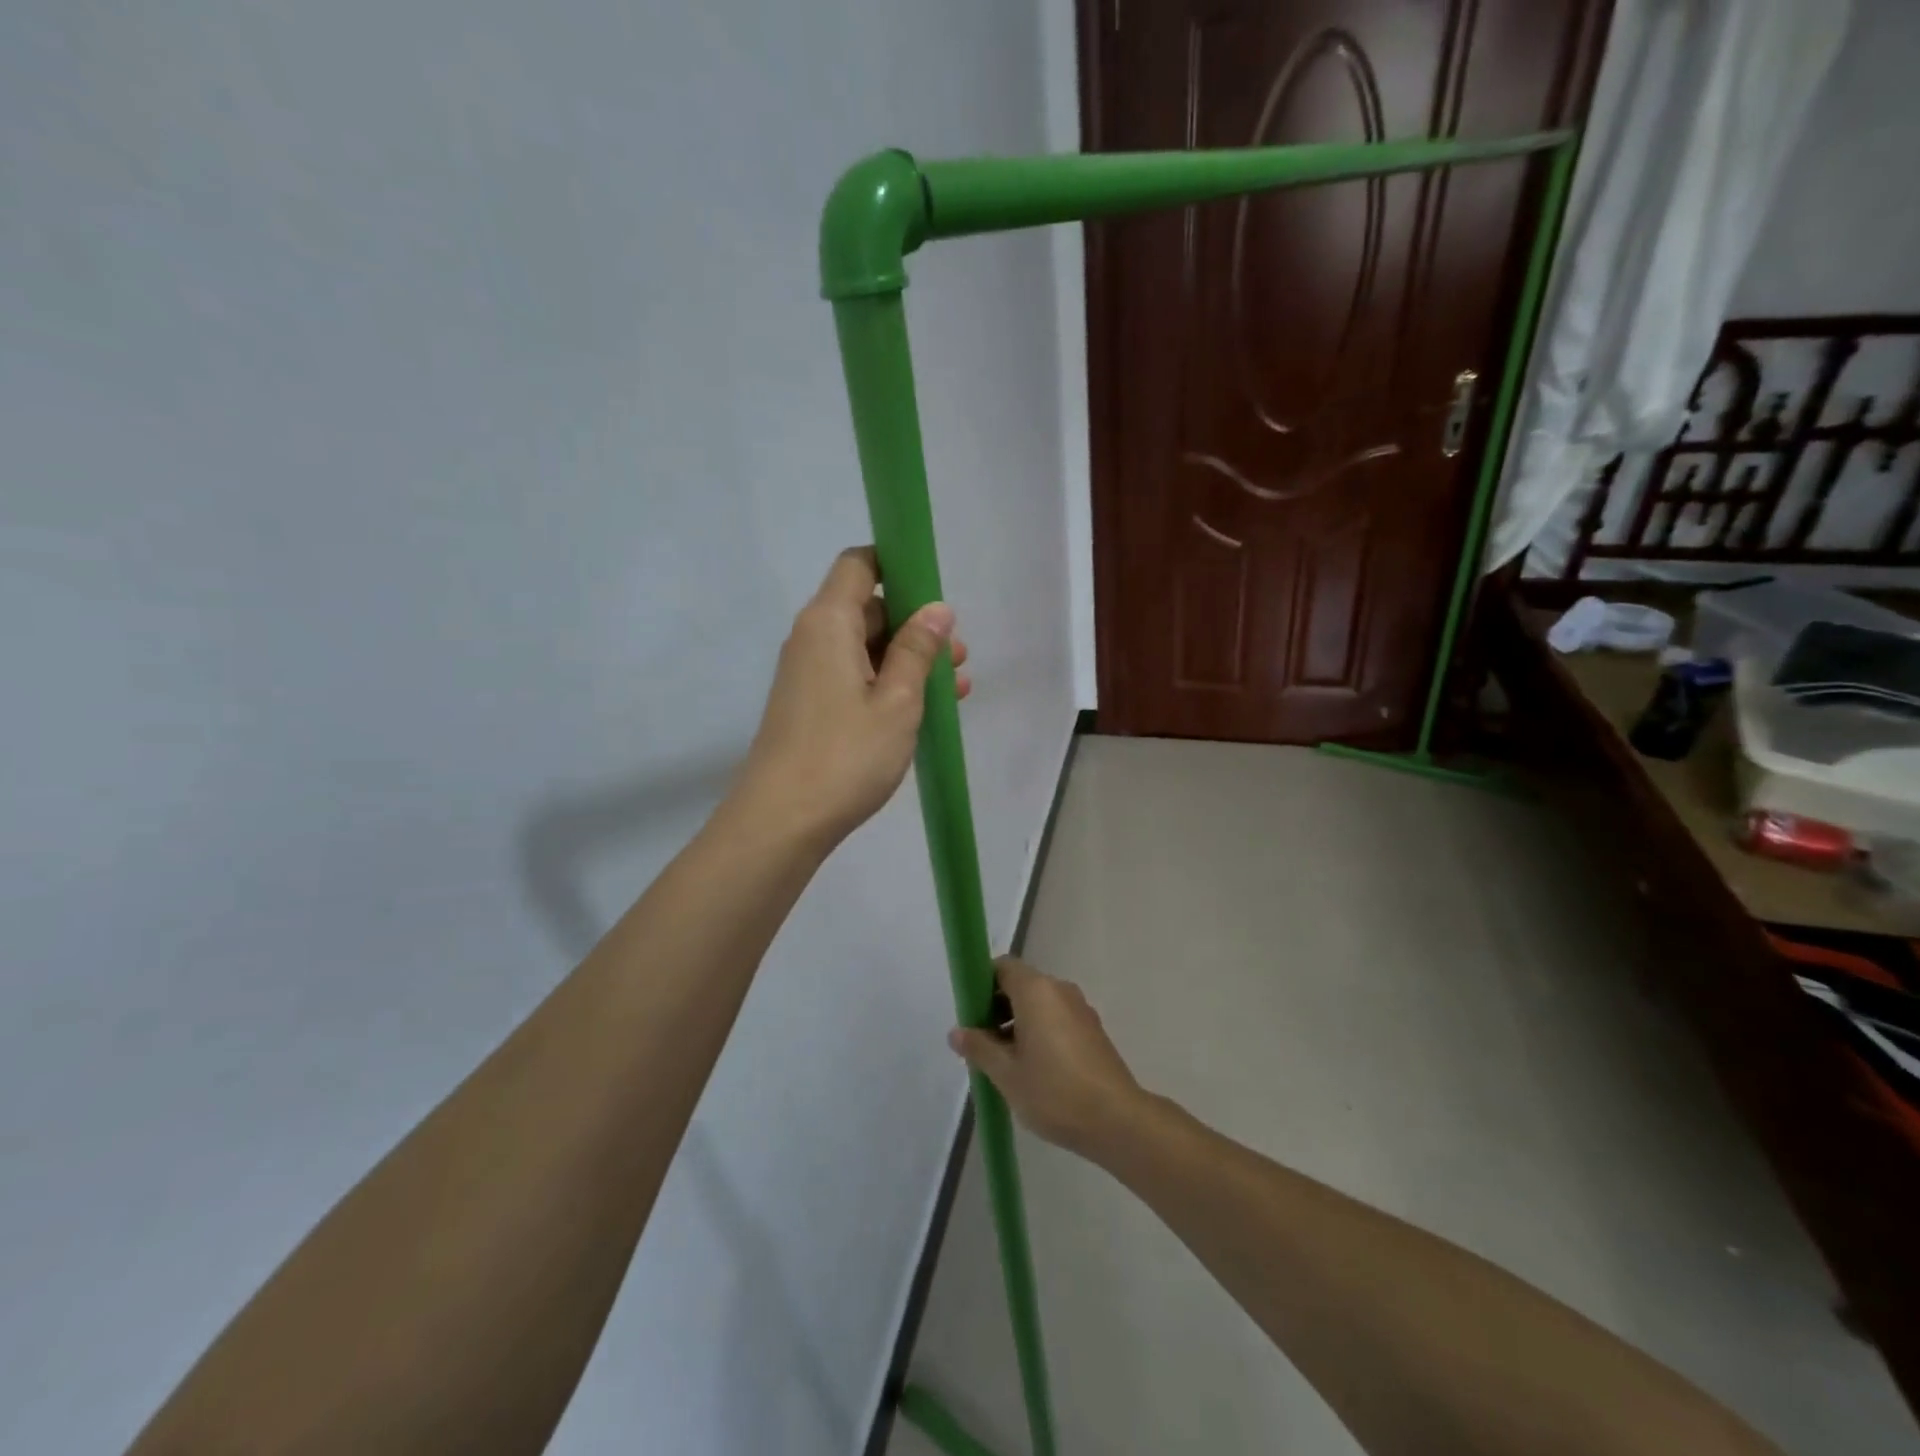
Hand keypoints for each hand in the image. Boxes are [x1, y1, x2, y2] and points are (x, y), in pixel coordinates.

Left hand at [735, 547, 969, 849]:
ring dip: (908, 659)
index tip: (935, 593)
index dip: (897, 566)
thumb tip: (937, 609)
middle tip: (958, 655)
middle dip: (915, 624)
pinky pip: (854, 677)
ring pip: (865, 648)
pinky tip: (925, 709)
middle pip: (867, 608)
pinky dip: (888, 683)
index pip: (859, 564)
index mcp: (828, 622)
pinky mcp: (810, 705)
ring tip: (956, 686)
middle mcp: (812, 638)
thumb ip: (917, 650)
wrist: (782, 821)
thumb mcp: (897, 701)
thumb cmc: (846, 755)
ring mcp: (808, 674)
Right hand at [948, 958, 1143, 1156]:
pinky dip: (1040, 1032)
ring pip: (1039, 1004)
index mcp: (1036, 990)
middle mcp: (1060, 990)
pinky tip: (1033, 1070)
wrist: (1117, 1120)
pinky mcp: (1093, 1030)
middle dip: (997, 1008)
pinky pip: (1057, 1019)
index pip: (1002, 967)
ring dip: (1018, 1023)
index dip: (982, 984)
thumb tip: (957, 1032)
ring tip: (1005, 1063)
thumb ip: (979, 1047)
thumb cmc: (1054, 1091)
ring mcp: (1080, 1009)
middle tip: (981, 1044)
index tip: (970, 1014)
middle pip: (1020, 984)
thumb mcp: (1006, 1073)